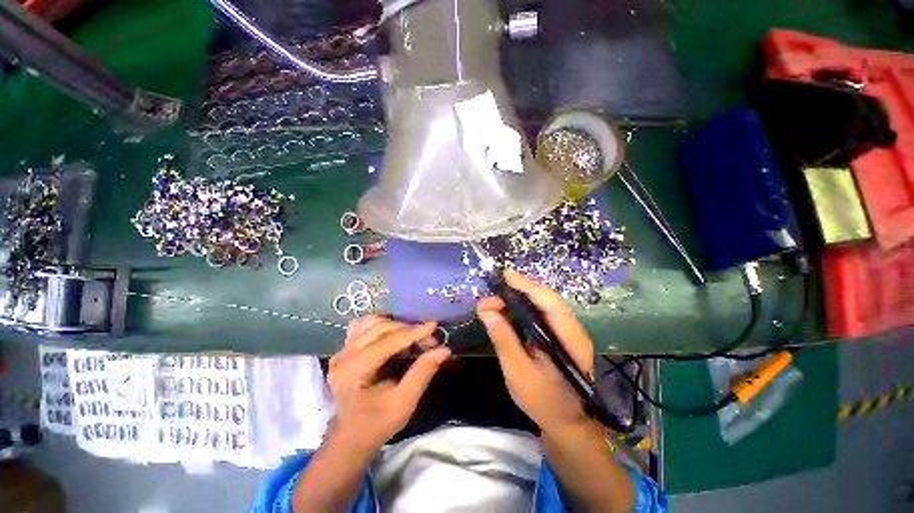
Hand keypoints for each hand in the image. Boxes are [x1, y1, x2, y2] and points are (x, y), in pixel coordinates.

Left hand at [326, 316, 450, 452]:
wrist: (350, 437)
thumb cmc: (377, 424)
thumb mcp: (403, 403)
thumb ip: (422, 373)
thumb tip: (443, 350)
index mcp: (353, 371)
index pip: (388, 341)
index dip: (413, 332)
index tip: (434, 326)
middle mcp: (343, 356)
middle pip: (380, 328)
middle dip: (408, 329)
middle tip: (429, 339)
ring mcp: (341, 351)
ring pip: (372, 322)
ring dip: (396, 325)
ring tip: (413, 336)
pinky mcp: (344, 349)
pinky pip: (363, 326)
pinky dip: (381, 324)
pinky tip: (393, 331)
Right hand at [477, 271, 593, 432]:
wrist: (566, 423)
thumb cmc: (543, 401)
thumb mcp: (517, 371)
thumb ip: (503, 339)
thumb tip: (486, 309)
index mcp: (568, 339)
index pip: (549, 301)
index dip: (526, 285)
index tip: (504, 276)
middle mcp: (572, 329)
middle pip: (546, 299)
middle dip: (517, 292)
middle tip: (491, 297)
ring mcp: (568, 332)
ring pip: (543, 305)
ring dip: (519, 299)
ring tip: (496, 301)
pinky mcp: (560, 335)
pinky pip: (542, 314)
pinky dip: (524, 309)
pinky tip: (509, 311)